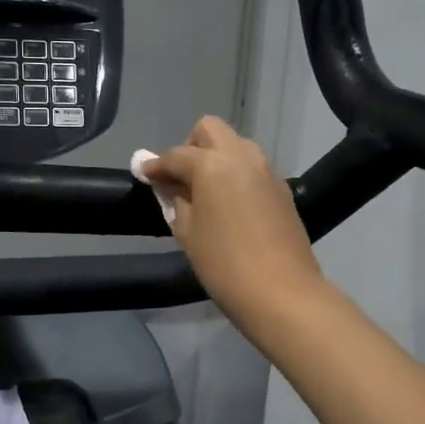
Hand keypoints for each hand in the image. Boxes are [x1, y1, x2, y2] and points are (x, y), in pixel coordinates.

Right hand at [146, 117, 323, 325]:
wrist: (281, 292)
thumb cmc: (224, 264)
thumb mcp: (187, 233)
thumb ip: (174, 200)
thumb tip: (167, 184)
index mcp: (213, 164)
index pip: (176, 155)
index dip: (155, 165)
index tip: (142, 174)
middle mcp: (242, 156)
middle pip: (210, 130)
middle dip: (190, 147)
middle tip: (180, 179)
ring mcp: (267, 170)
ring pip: (235, 146)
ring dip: (216, 158)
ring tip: (204, 193)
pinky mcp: (282, 189)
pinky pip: (252, 168)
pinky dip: (235, 175)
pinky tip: (228, 205)